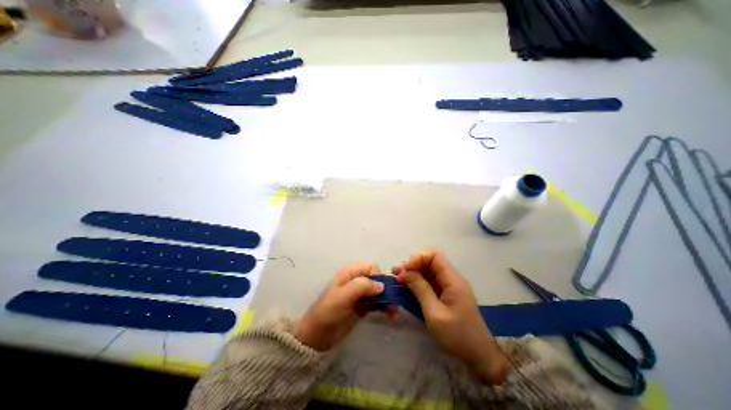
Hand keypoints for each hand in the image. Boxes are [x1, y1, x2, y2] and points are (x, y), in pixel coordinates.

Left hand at [294, 264, 386, 349]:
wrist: (317, 336)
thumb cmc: (329, 311)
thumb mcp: (343, 296)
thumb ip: (362, 286)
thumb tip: (382, 285)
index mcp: (349, 273)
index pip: (370, 267)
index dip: (378, 276)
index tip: (382, 290)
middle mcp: (356, 281)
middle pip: (376, 279)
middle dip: (386, 289)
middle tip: (394, 302)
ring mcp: (359, 294)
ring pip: (378, 291)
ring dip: (387, 299)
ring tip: (394, 312)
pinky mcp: (362, 306)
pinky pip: (376, 302)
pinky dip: (384, 307)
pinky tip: (391, 315)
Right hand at [395, 249, 508, 384]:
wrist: (479, 356)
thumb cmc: (457, 336)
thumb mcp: (435, 314)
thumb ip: (421, 289)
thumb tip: (407, 271)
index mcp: (453, 280)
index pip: (434, 256)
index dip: (418, 258)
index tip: (405, 269)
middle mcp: (451, 278)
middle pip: (430, 261)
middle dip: (412, 264)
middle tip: (397, 273)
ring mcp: (449, 286)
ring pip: (429, 270)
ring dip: (413, 272)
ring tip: (398, 278)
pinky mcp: (446, 293)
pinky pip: (430, 281)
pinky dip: (418, 281)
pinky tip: (407, 286)